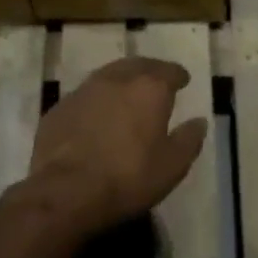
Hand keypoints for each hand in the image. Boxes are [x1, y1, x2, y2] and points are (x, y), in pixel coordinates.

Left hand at [27, 57, 207, 236]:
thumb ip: (189, 140)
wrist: (64, 191)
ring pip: (108, 76)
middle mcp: (116, 80)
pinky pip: (85, 96)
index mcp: (149, 89)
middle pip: (137, 66)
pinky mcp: (59, 108)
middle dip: (150, 71)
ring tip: (127, 95)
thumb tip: (198, 122)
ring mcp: (84, 91)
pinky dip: (97, 101)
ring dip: (121, 82)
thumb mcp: (172, 166)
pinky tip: (97, 116)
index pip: (169, 71)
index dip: (178, 75)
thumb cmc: (127, 177)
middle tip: (156, 81)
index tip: (183, 80)